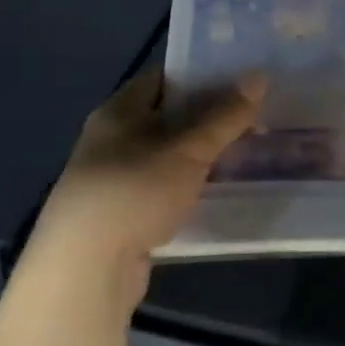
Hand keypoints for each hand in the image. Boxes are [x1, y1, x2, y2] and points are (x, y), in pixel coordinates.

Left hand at [28, 66, 265, 307]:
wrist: (85, 270)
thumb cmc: (135, 192)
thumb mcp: (188, 149)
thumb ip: (225, 115)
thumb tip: (259, 76)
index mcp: (118, 111)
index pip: (164, 78)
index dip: (202, 75)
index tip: (241, 80)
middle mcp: (111, 139)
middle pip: (168, 117)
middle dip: (209, 118)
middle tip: (254, 118)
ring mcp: (114, 179)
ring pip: (168, 156)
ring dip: (201, 156)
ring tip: (245, 154)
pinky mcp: (122, 215)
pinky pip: (163, 188)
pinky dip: (188, 186)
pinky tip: (216, 192)